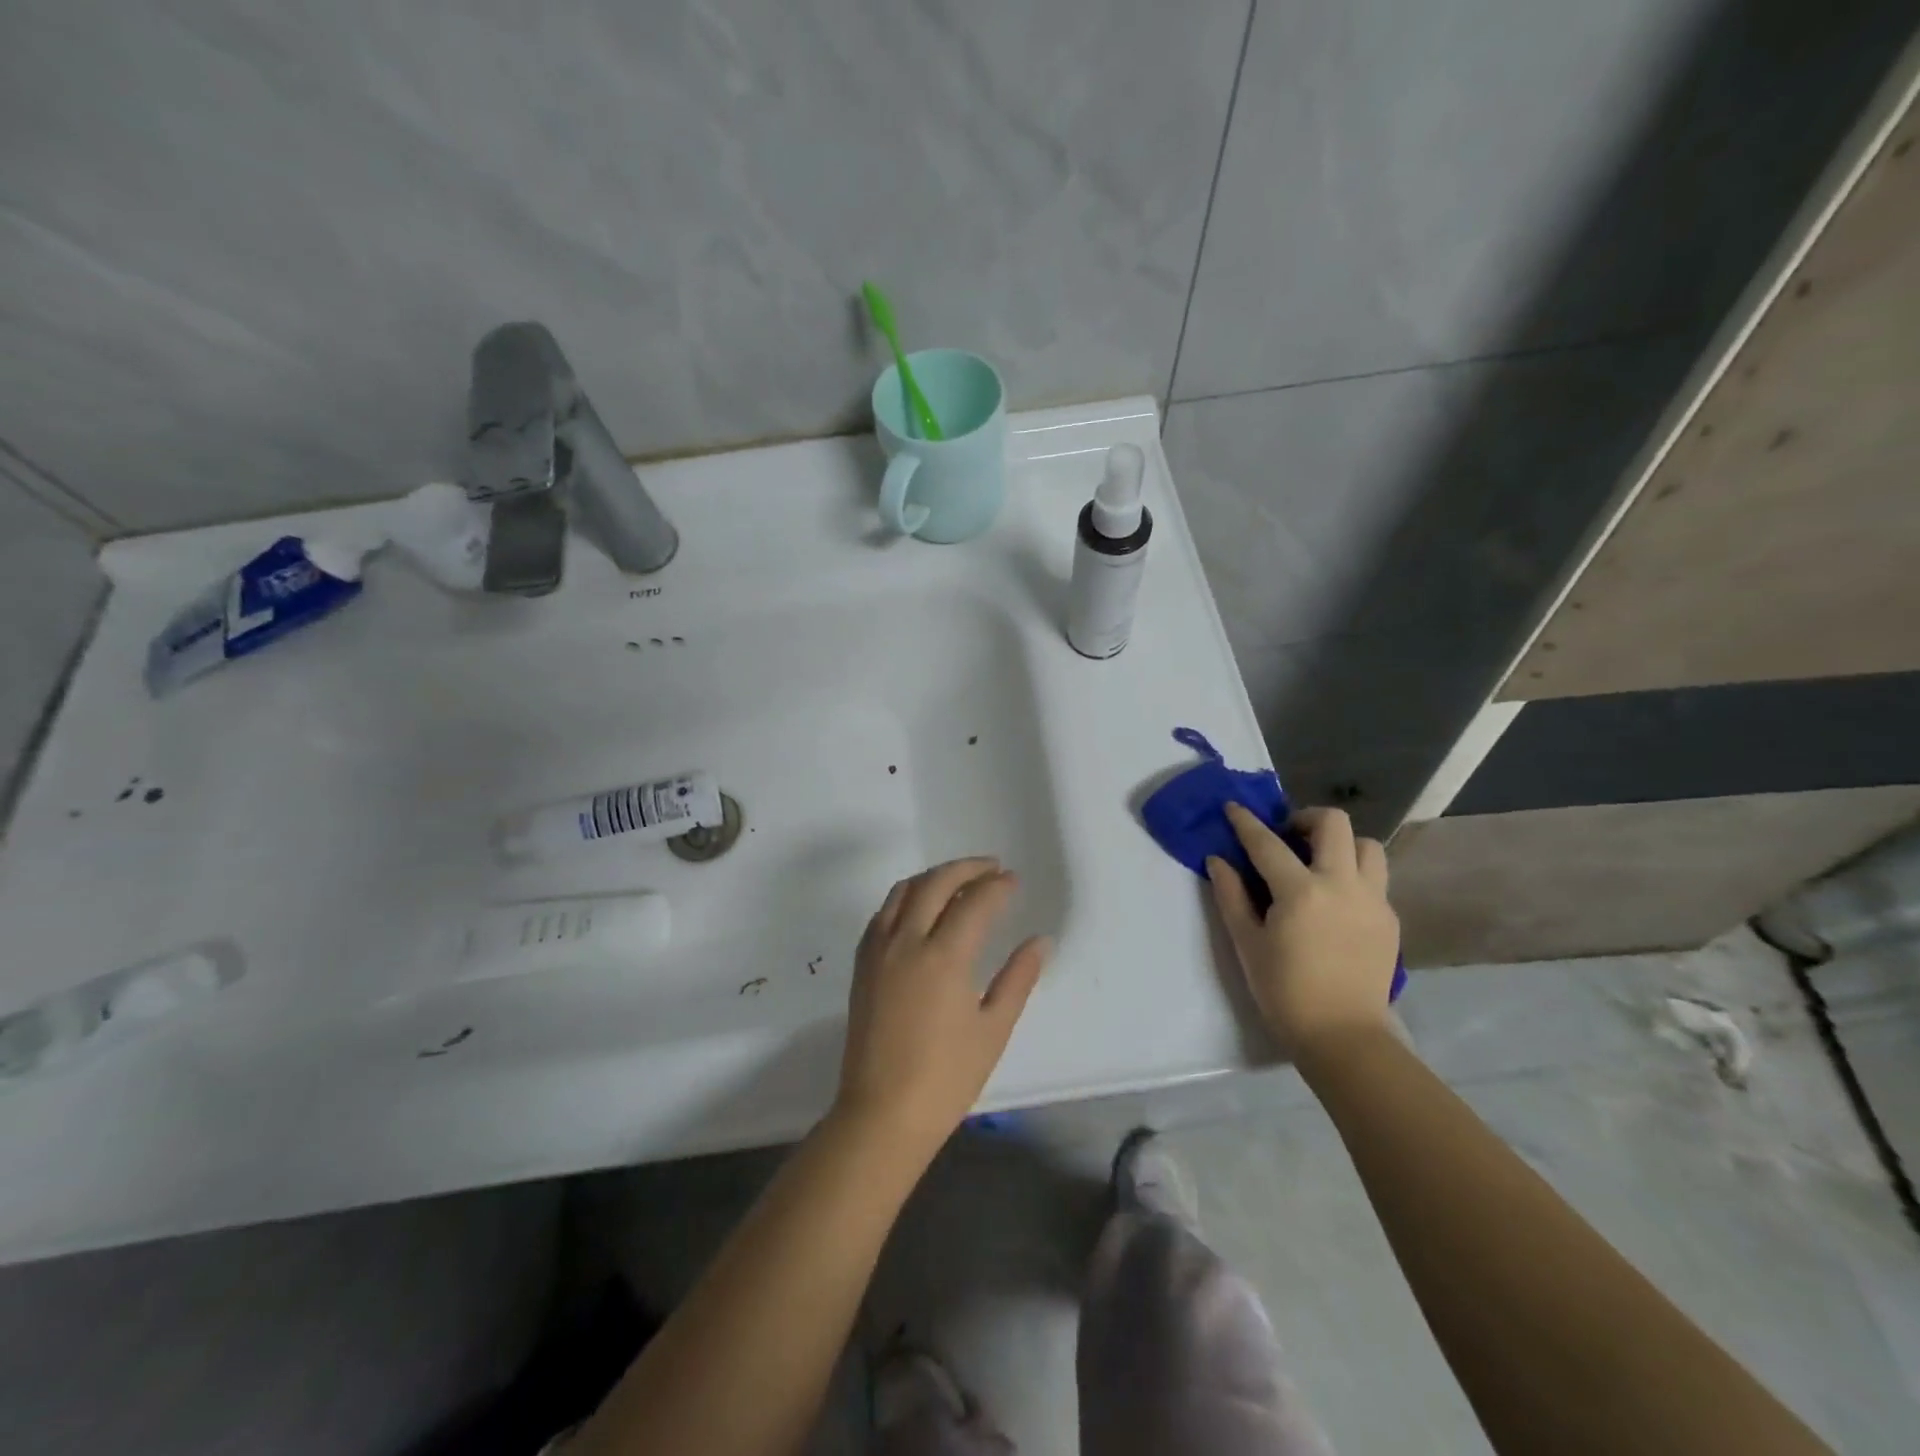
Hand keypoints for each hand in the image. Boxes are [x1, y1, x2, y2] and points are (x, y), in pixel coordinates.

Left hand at [833, 858, 1050, 1162]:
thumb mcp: (993, 1029)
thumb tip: (1040, 941)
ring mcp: (878, 950)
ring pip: (904, 890)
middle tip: (991, 867)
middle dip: (966, 868)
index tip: (1014, 880)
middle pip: (936, 883)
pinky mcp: (862, 964)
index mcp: (943, 957)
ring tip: (959, 881)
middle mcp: (907, 941)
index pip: (975, 902)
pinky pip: (883, 912)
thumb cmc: (946, 1077)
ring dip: (934, 877)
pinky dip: (906, 897)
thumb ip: (1018, 978)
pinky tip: (921, 908)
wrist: (882, 1113)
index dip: (998, 886)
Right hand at [1206, 804, 1399, 1057]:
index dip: (1246, 822)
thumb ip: (1231, 895)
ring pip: (1367, 846)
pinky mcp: (1389, 919)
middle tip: (1286, 836)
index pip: (1267, 843)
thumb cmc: (1284, 992)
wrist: (1343, 1036)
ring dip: (1340, 843)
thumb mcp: (1247, 943)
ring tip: (1318, 863)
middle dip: (1305, 818)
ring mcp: (1373, 900)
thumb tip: (1218, 860)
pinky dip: (1353, 874)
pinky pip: (1375, 878)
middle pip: (1334, 823)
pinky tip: (1334, 899)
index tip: (1233, 807)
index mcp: (1301, 891)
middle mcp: (1342, 884)